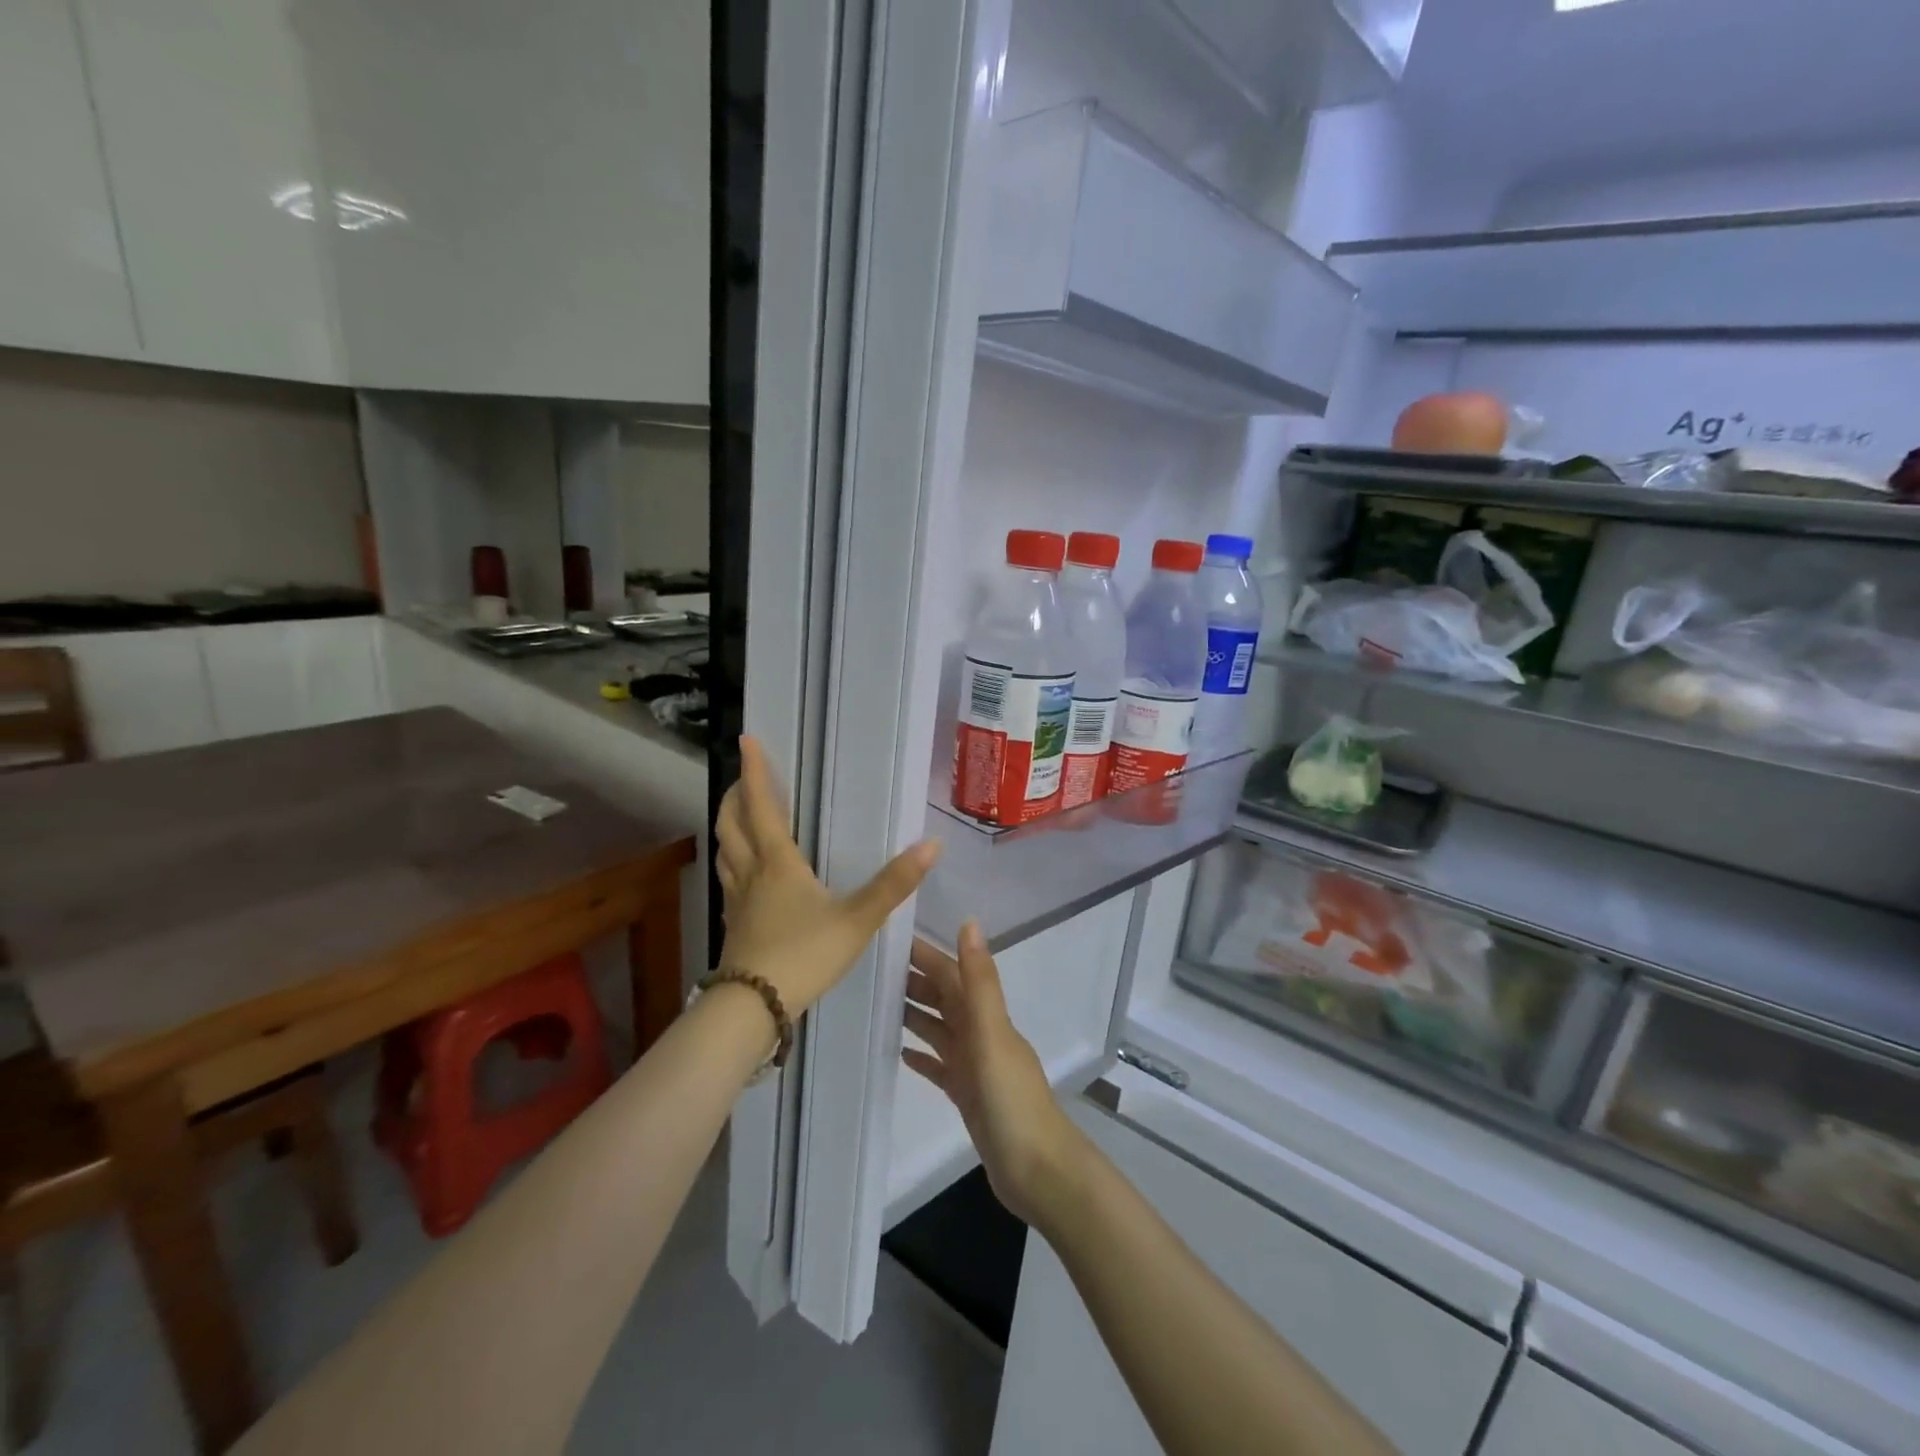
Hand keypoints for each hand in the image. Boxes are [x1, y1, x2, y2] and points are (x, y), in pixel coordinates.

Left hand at [715, 736, 939, 1015]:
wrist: (753, 1008)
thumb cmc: (804, 955)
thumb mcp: (857, 919)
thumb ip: (894, 884)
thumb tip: (932, 845)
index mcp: (778, 863)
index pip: (761, 807)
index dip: (755, 772)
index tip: (746, 741)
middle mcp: (751, 875)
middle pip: (731, 825)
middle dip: (735, 797)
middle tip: (743, 779)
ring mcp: (738, 902)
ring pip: (725, 853)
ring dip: (728, 828)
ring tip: (738, 819)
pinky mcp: (735, 927)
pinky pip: (729, 882)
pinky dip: (733, 864)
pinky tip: (745, 878)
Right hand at [903, 923, 1085, 1227]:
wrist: (1037, 1170)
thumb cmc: (1011, 1099)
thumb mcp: (991, 1034)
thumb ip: (979, 981)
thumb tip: (969, 922)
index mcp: (985, 1015)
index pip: (950, 973)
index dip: (924, 954)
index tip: (888, 938)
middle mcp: (980, 1033)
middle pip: (943, 998)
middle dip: (914, 981)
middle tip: (871, 970)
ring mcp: (975, 1066)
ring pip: (939, 1029)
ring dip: (914, 1014)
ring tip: (878, 1004)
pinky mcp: (968, 1096)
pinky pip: (940, 1067)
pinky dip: (923, 1056)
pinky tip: (899, 1053)